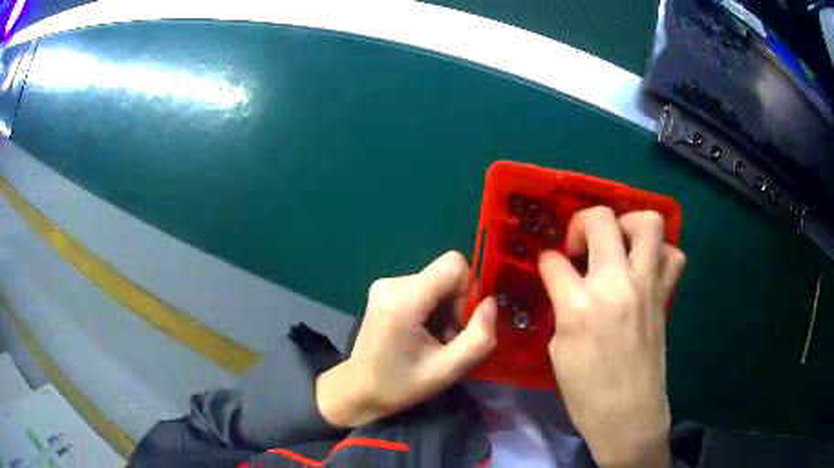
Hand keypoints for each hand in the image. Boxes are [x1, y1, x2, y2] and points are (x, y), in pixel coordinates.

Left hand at [316, 251, 496, 427]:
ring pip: (437, 282)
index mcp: (403, 300)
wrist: (359, 389)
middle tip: (448, 340)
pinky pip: (424, 287)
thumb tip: (491, 303)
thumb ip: (479, 338)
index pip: (454, 265)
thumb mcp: (447, 371)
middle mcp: (391, 283)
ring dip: (445, 310)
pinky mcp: (384, 290)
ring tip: (434, 340)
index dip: (469, 290)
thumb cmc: (401, 385)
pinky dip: (432, 308)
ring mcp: (385, 284)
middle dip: (457, 305)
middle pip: (446, 275)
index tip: (461, 324)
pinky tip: (422, 333)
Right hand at [539, 207, 685, 467]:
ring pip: (647, 223)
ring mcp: (646, 286)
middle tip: (578, 245)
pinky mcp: (664, 296)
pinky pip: (672, 256)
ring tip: (617, 243)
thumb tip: (566, 288)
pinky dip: (660, 252)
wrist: (629, 416)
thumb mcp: (559, 351)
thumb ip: (563, 310)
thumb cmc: (586, 394)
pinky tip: (645, 267)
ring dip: (627, 223)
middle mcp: (615, 284)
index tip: (547, 267)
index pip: (553, 261)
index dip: (545, 261)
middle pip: (600, 220)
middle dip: (580, 223)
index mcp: (579, 305)